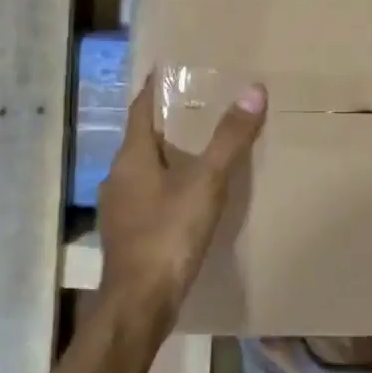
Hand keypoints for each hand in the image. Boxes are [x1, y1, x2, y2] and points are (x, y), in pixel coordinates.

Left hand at [97, 70, 266, 312]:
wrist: (139, 304)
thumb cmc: (169, 235)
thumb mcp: (207, 183)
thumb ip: (230, 139)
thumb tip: (254, 91)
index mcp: (131, 157)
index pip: (140, 109)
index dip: (154, 88)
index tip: (168, 69)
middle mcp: (118, 177)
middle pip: (141, 138)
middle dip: (166, 121)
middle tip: (198, 104)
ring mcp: (119, 208)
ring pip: (144, 168)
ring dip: (167, 154)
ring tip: (198, 146)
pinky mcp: (127, 234)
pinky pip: (147, 195)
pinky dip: (166, 183)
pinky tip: (187, 194)